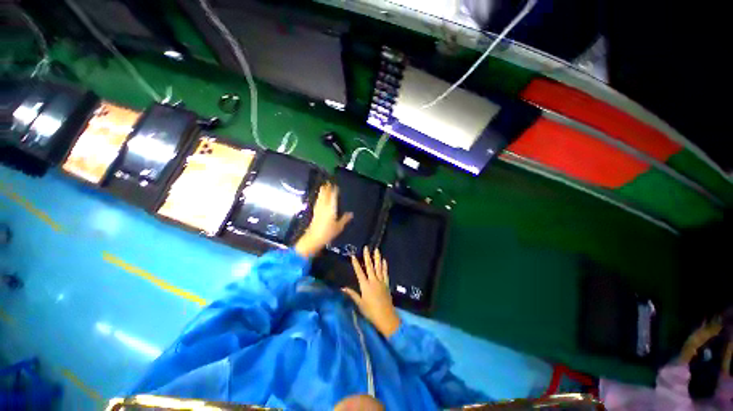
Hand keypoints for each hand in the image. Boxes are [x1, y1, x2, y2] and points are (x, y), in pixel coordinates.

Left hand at [295, 183, 352, 257]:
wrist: (314, 238)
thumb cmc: (328, 232)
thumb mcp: (339, 226)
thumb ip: (345, 219)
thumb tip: (351, 213)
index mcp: (331, 208)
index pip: (333, 197)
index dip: (334, 191)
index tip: (336, 185)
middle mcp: (324, 206)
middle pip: (325, 195)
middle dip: (327, 189)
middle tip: (328, 182)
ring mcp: (318, 209)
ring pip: (320, 198)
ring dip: (322, 192)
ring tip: (323, 186)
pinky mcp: (315, 212)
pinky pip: (317, 202)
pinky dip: (319, 198)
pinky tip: (319, 197)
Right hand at [343, 247, 400, 337]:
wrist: (386, 317)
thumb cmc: (371, 312)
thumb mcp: (360, 304)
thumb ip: (352, 294)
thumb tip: (342, 288)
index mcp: (365, 286)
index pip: (359, 272)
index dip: (356, 264)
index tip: (353, 256)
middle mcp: (373, 281)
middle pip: (370, 266)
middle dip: (367, 256)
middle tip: (366, 248)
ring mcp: (381, 282)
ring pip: (379, 267)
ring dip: (377, 258)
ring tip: (377, 250)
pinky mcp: (387, 284)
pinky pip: (385, 273)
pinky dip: (385, 266)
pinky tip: (384, 261)